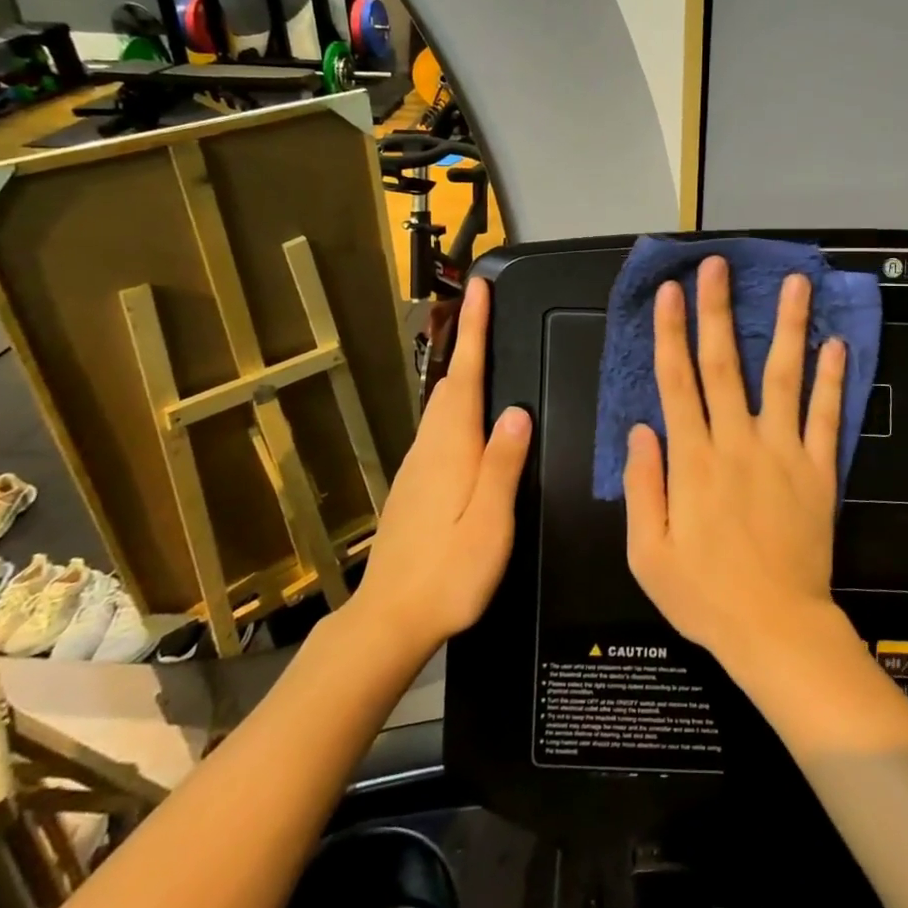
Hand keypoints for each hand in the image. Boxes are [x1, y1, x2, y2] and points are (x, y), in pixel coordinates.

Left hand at [350, 277, 529, 654]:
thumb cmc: (449, 573)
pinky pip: (439, 427)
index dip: (474, 329)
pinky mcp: (415, 485)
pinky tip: (471, 417)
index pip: (465, 374)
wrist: (389, 620)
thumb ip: (503, 463)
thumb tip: (517, 410)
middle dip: (468, 342)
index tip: (479, 287)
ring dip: (462, 371)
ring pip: (442, 404)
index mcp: (452, 448)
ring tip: (484, 350)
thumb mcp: (490, 522)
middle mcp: (431, 447)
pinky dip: (457, 403)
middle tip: (489, 310)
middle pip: (451, 382)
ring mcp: (418, 466)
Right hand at [623, 257, 848, 673]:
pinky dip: (833, 380)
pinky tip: (837, 345)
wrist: (775, 629)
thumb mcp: (648, 553)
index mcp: (692, 461)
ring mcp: (783, 453)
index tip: (669, 292)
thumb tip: (640, 429)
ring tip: (795, 283)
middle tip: (717, 265)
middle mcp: (737, 443)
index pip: (677, 382)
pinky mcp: (819, 471)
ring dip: (787, 327)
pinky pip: (826, 418)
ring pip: (784, 377)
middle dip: (717, 310)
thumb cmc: (704, 596)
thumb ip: (642, 485)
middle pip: (725, 364)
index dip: (670, 333)